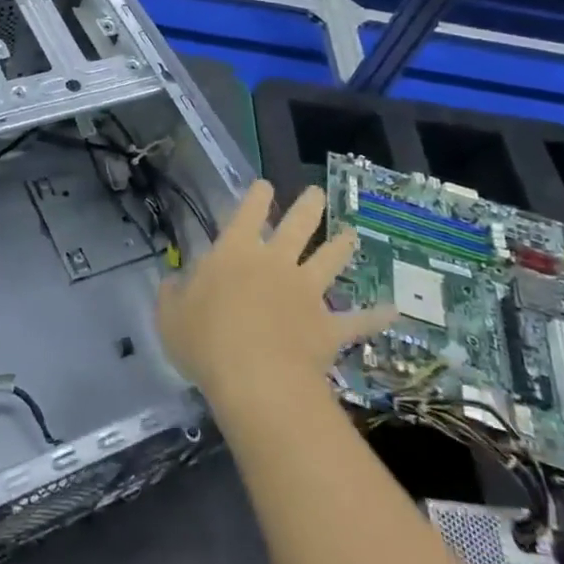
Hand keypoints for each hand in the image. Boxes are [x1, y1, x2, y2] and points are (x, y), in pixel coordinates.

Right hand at [156, 181, 390, 406]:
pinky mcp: (329, 326)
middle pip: (298, 225)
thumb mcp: (170, 316)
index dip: (257, 195)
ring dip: (342, 246)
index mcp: (235, 252)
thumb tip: (172, 281)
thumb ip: (172, 294)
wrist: (256, 378)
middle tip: (316, 194)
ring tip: (351, 235)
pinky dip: (375, 315)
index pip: (248, 212)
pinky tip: (393, 310)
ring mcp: (308, 292)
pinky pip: (358, 319)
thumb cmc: (205, 340)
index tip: (265, 185)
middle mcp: (276, 262)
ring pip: (330, 260)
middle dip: (308, 206)